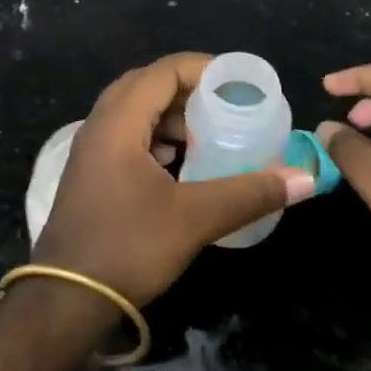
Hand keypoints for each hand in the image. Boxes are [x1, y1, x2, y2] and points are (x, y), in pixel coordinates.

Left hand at [33, 53, 316, 305]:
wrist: (64, 301)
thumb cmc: (127, 247)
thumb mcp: (194, 218)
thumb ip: (249, 193)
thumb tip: (306, 179)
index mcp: (118, 121)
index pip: (163, 71)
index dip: (203, 69)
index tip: (239, 84)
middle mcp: (99, 124)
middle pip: (147, 84)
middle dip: (188, 90)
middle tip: (225, 106)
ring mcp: (90, 149)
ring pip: (133, 110)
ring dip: (169, 114)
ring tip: (204, 133)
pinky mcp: (90, 173)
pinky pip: (125, 134)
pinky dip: (154, 136)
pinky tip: (176, 162)